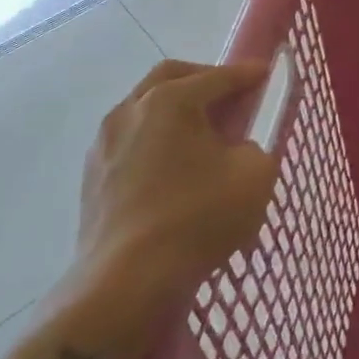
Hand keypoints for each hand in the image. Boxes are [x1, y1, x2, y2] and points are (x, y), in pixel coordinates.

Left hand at [50, 59, 277, 358]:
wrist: (126, 284)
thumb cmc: (197, 219)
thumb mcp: (254, 175)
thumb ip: (256, 147)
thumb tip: (237, 149)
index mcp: (171, 100)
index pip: (219, 76)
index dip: (248, 74)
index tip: (267, 74)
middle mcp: (131, 110)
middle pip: (171, 77)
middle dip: (204, 80)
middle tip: (230, 98)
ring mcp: (104, 144)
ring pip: (144, 108)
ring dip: (175, 111)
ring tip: (201, 137)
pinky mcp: (92, 178)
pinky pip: (130, 142)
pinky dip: (155, 141)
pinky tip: (173, 169)